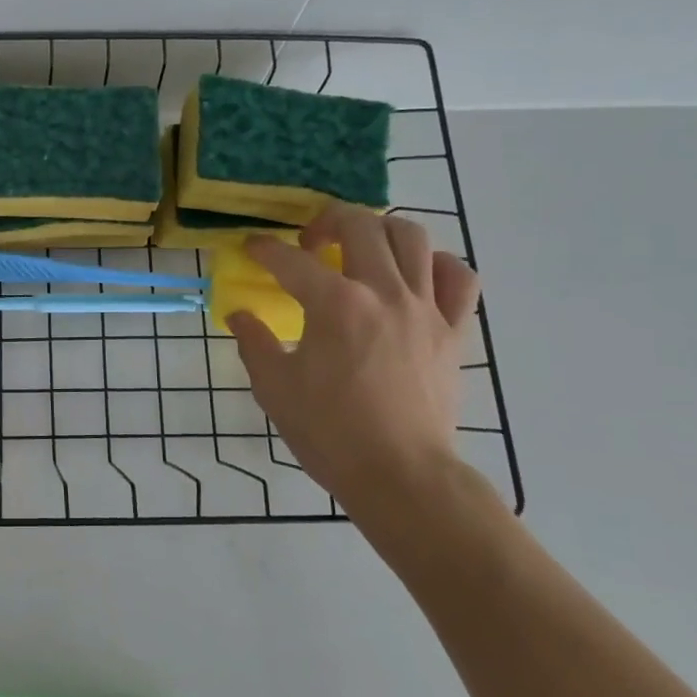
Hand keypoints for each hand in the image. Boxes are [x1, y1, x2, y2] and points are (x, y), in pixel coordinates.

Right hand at [228, 207, 480, 515]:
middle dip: (327, 221)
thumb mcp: (275, 389)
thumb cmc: (330, 433)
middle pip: (360, 226)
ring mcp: (424, 309)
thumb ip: (254, 344)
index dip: (264, 249)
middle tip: (310, 243)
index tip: (252, 248)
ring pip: (412, 238)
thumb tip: (239, 316)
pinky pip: (458, 278)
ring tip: (362, 247)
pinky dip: (437, 265)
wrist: (401, 476)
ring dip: (380, 231)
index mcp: (334, 305)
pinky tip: (415, 275)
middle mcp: (382, 293)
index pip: (290, 260)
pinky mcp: (453, 331)